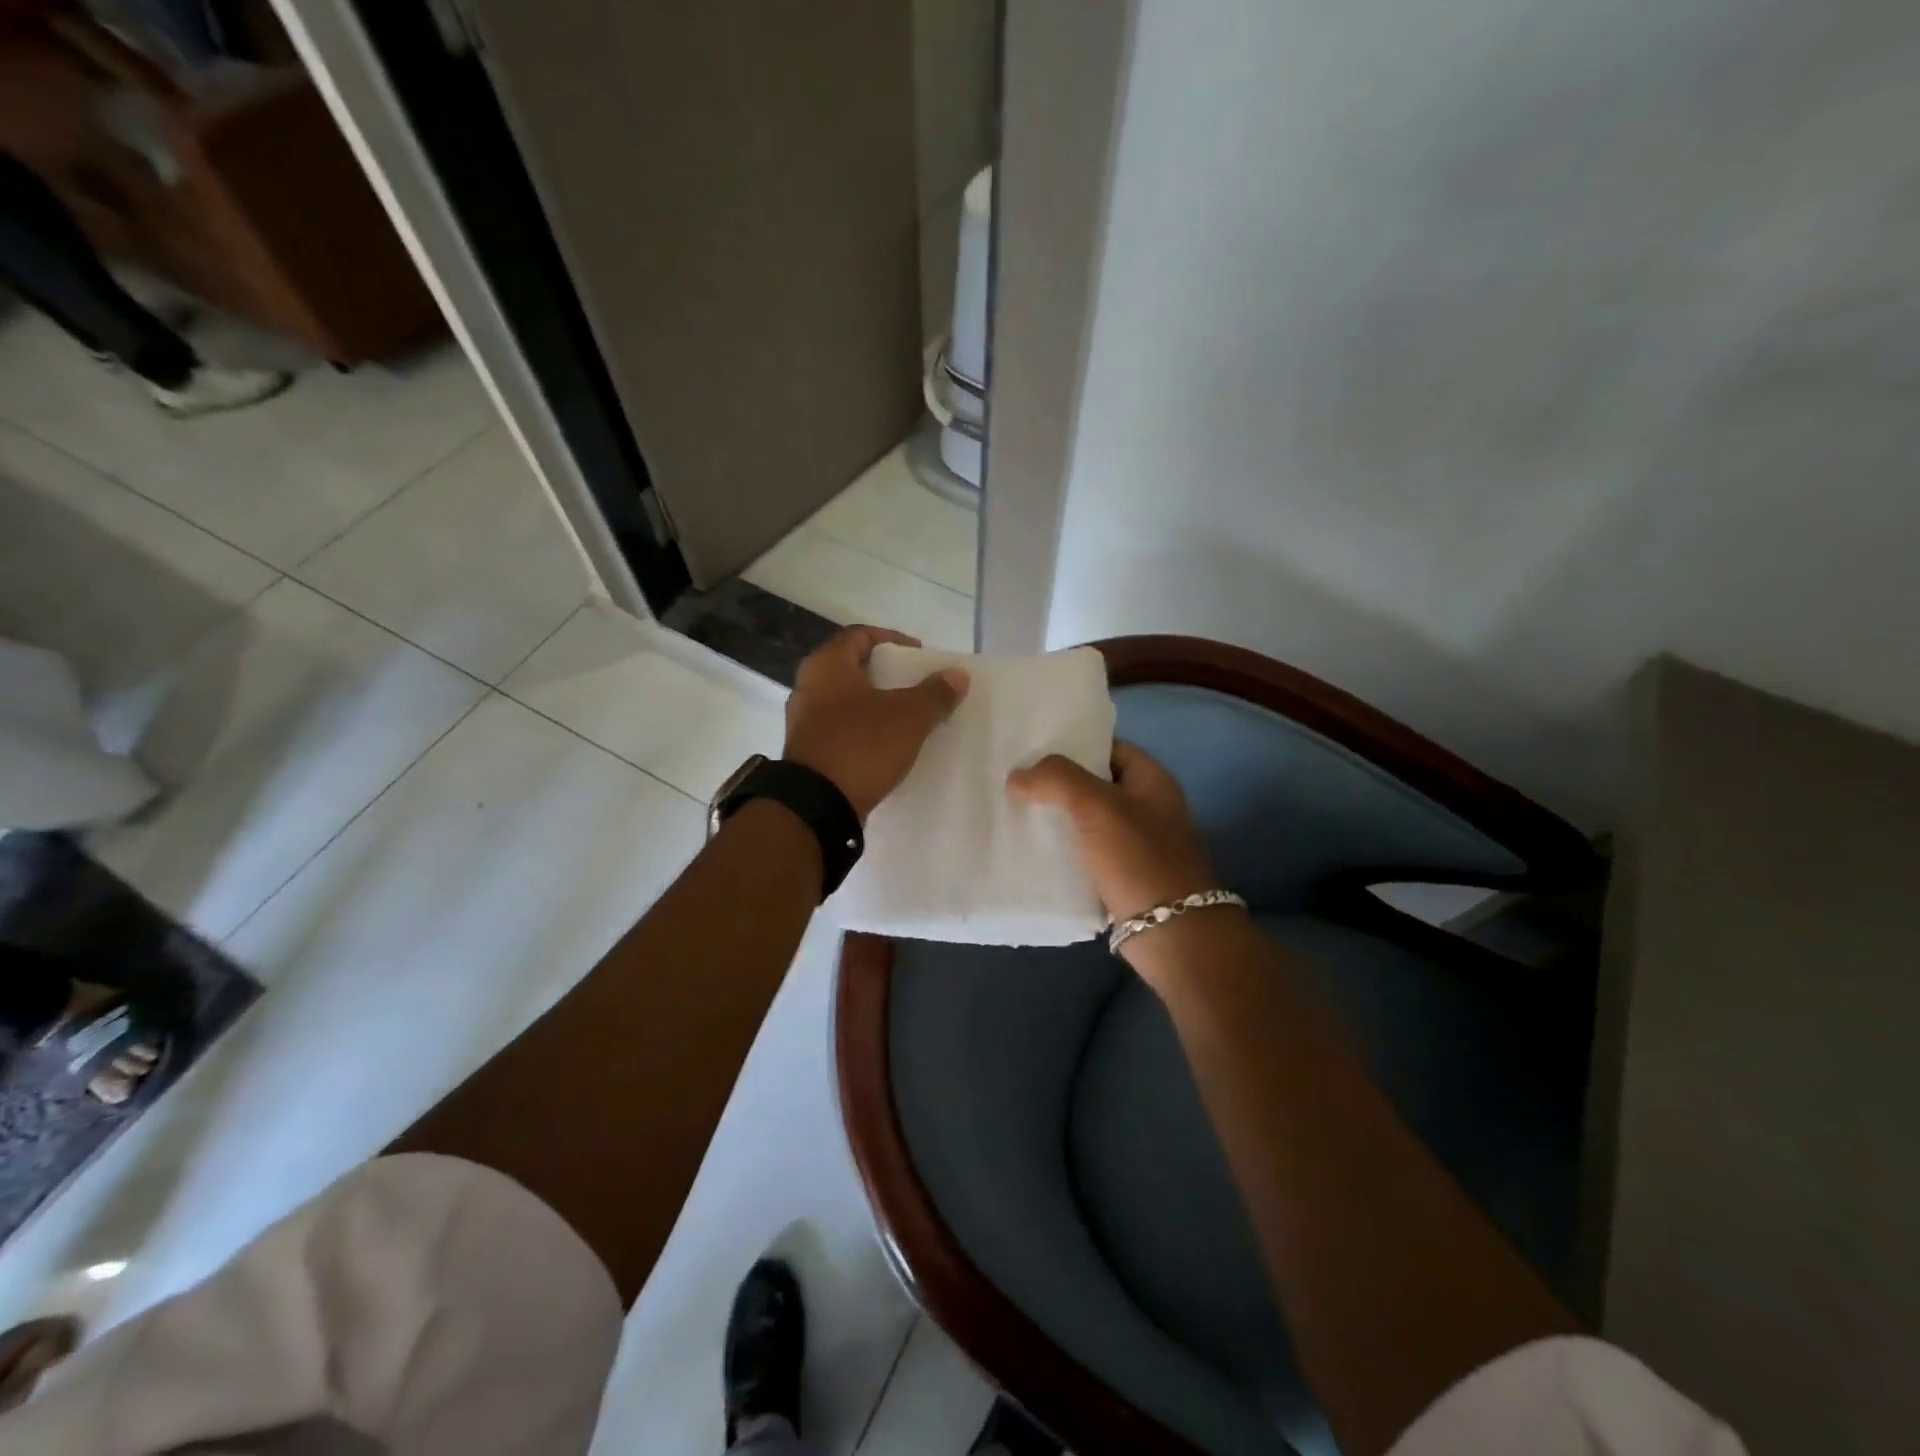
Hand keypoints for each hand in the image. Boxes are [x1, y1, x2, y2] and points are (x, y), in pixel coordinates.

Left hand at [784, 626, 968, 821]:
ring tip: (906, 715)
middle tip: (916, 685)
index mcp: (827, 665)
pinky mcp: (808, 750)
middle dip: (886, 674)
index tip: (919, 656)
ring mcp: (804, 720)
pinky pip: (841, 728)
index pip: (861, 635)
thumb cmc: (861, 746)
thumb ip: (935, 693)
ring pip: (846, 700)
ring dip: (875, 703)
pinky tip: (886, 744)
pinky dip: (864, 728)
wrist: (817, 806)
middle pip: (852, 667)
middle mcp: (808, 686)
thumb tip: (958, 675)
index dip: (893, 640)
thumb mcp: (908, 717)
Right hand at [1006, 741, 1218, 922]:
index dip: (1073, 743)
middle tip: (1012, 778)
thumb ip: (1057, 780)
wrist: (1172, 935)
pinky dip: (1059, 850)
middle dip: (1055, 782)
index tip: (1031, 747)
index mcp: (1151, 780)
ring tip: (1011, 809)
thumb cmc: (1141, 860)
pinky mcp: (1118, 876)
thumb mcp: (1099, 806)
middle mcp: (1144, 807)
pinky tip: (1028, 848)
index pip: (1108, 747)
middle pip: (1093, 783)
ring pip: (1085, 820)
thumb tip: (1017, 776)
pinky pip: (1083, 853)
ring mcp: (1132, 844)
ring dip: (1053, 817)